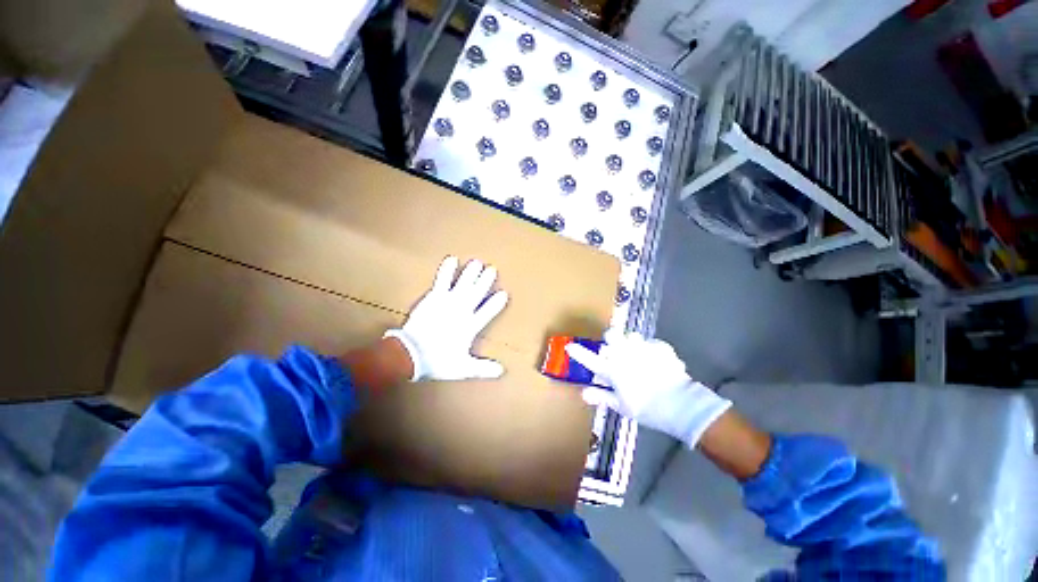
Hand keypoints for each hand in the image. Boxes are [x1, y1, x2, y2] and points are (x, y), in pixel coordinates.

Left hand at [385, 256, 507, 380]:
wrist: (410, 353)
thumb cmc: (438, 361)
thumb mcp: (463, 368)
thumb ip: (482, 368)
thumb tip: (501, 371)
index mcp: (470, 326)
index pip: (488, 311)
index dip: (497, 303)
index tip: (504, 293)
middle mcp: (462, 310)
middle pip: (477, 293)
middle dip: (485, 281)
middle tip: (492, 269)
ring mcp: (448, 301)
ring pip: (464, 284)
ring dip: (471, 273)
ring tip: (477, 262)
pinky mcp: (434, 297)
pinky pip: (443, 280)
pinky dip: (448, 270)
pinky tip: (452, 259)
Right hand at [565, 327, 731, 448]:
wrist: (680, 404)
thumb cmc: (646, 408)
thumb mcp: (622, 407)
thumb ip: (602, 397)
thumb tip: (583, 393)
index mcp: (613, 369)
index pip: (590, 359)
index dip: (578, 352)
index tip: (570, 346)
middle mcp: (624, 354)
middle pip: (611, 335)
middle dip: (611, 338)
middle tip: (616, 348)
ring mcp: (643, 348)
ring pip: (632, 335)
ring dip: (632, 342)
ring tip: (638, 353)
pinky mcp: (660, 347)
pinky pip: (651, 342)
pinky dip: (651, 349)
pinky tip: (656, 360)